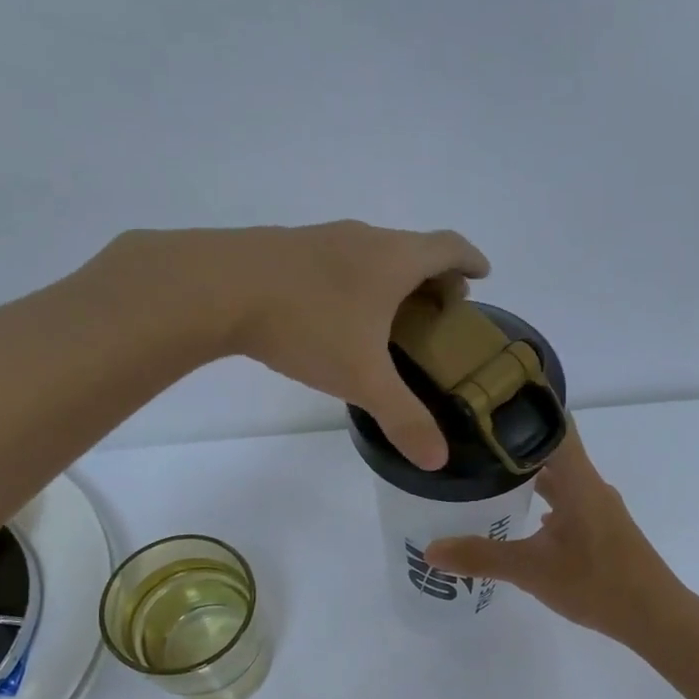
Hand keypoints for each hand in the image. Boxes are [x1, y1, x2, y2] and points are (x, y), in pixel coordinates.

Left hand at [110, 220, 488, 469]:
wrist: (215, 287)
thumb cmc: (307, 324)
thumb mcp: (362, 378)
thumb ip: (403, 417)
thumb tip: (438, 460)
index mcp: (394, 259)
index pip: (448, 247)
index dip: (470, 261)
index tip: (483, 276)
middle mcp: (363, 239)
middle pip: (413, 248)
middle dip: (434, 277)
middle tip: (439, 311)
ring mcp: (321, 238)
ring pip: (372, 253)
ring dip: (392, 279)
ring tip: (391, 316)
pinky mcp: (286, 248)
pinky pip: (338, 261)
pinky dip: (356, 281)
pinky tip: (337, 314)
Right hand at [424, 427, 684, 645]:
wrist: (654, 617)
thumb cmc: (596, 583)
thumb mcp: (531, 570)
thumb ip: (481, 557)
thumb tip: (430, 550)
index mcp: (578, 480)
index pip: (553, 424)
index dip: (523, 407)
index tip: (486, 401)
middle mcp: (591, 485)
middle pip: (552, 451)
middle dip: (514, 446)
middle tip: (472, 444)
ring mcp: (599, 508)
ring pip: (561, 480)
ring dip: (529, 477)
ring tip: (489, 479)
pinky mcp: (603, 529)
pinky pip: (569, 502)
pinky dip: (545, 503)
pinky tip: (524, 520)